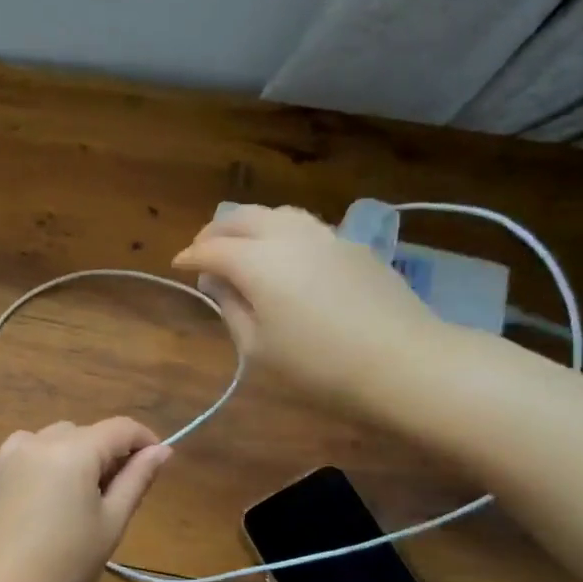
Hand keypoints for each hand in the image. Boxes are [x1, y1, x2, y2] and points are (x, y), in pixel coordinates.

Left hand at [0, 418, 171, 581]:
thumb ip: (137, 479)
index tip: (157, 463)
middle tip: (118, 495)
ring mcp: (11, 453)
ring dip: (78, 455)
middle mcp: (40, 440)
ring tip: (82, 499)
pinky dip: (49, 462)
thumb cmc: (65, 566)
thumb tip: (162, 450)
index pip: (120, 428)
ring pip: (58, 439)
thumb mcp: (111, 523)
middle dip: (108, 454)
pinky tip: (50, 498)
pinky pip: (32, 451)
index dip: (145, 440)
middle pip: (87, 433)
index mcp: (73, 451)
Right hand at [171, 204, 454, 418]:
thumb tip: (219, 284)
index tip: (178, 266)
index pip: (211, 249)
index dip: (190, 257)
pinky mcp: (354, 246)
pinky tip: (285, 256)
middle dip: (216, 231)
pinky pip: (305, 228)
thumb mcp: (259, 350)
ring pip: (276, 215)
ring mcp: (326, 236)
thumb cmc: (320, 366)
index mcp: (258, 262)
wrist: (404, 363)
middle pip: (242, 218)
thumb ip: (233, 310)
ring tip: (242, 246)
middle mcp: (288, 236)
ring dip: (250, 226)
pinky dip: (281, 233)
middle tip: (203, 250)